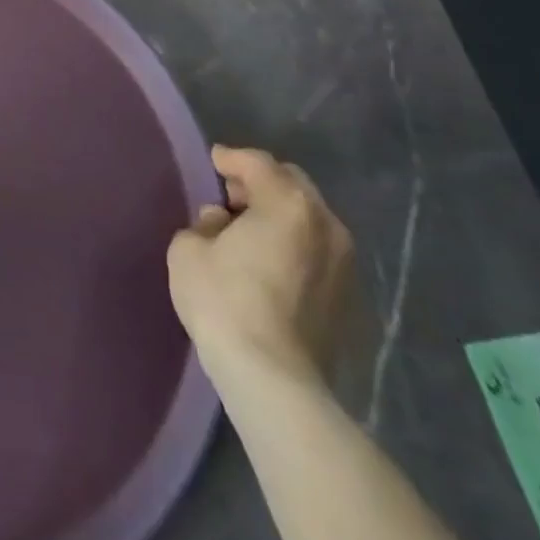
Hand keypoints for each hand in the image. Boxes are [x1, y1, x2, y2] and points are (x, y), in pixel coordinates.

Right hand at [166, 145, 353, 385]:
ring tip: (249, 233)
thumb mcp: (189, 248)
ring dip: (280, 216)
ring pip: (310, 219)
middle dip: (260, 183)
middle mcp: (326, 224)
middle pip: (292, 185)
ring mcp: (345, 264)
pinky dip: (295, 246)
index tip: (213, 162)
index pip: (256, 163)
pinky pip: (318, 252)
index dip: (230, 158)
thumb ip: (205, 223)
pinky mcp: (350, 299)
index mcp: (288, 203)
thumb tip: (222, 223)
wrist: (274, 381)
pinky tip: (269, 264)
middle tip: (230, 197)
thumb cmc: (225, 301)